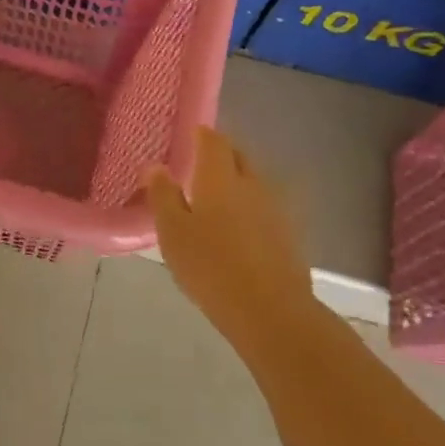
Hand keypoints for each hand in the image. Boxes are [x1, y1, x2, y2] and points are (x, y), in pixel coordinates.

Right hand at [146, 127, 314, 358]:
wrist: (270, 310)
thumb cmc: (210, 266)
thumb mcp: (172, 232)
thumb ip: (163, 195)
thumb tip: (155, 166)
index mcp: (220, 178)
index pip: (214, 141)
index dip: (202, 135)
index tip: (191, 135)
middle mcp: (252, 184)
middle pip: (238, 157)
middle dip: (221, 155)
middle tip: (199, 164)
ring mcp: (276, 209)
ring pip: (254, 182)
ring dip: (237, 182)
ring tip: (216, 198)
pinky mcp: (289, 234)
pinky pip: (265, 208)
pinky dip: (250, 208)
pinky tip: (239, 227)